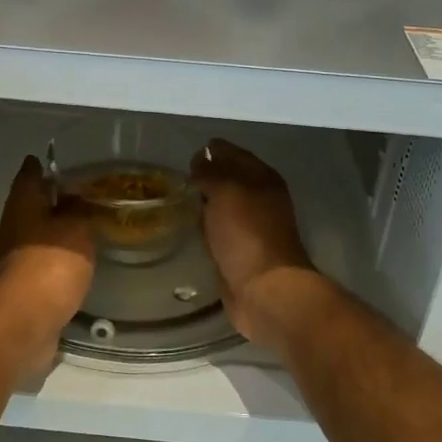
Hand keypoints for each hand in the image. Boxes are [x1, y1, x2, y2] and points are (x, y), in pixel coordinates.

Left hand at [0, 156, 96, 374]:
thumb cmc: (50, 265)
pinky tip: (74, 260)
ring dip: (53, 229)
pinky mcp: (22, 287)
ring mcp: (13, 260)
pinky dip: (56, 257)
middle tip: (76, 192)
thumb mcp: (75, 228)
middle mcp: (12, 229)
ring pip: (35, 235)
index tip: (47, 157)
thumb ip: (78, 209)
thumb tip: (75, 197)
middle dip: (48, 199)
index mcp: (21, 207)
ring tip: (81, 225)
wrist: (24, 323)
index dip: (38, 165)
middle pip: (29, 206)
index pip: (27, 176)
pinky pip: (41, 262)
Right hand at [188, 139, 321, 343]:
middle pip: (228, 179)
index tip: (186, 157)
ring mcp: (250, 226)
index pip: (232, 152)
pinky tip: (189, 227)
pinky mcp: (238, 251)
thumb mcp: (226, 190)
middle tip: (177, 178)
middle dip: (205, 176)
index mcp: (262, 178)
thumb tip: (199, 160)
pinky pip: (217, 230)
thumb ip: (211, 171)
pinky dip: (205, 226)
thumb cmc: (246, 233)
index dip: (211, 151)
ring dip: (204, 202)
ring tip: (178, 199)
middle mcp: (259, 198)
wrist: (263, 289)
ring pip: (222, 205)